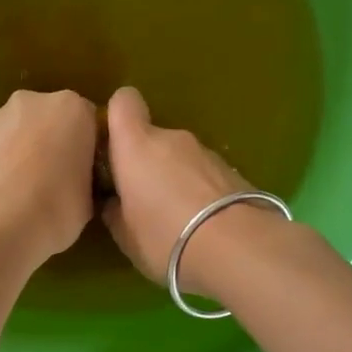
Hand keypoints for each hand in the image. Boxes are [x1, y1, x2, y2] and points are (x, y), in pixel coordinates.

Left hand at [0, 89, 97, 268]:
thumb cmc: (54, 210)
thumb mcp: (89, 200)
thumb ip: (84, 178)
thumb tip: (74, 183)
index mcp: (71, 109)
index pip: (87, 121)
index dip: (87, 149)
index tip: (85, 175)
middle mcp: (30, 103)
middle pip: (47, 120)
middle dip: (50, 144)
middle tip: (54, 183)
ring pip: (13, 134)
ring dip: (18, 155)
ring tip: (20, 197)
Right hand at [100, 87, 255, 294]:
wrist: (238, 248)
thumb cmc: (165, 237)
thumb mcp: (125, 236)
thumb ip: (114, 210)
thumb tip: (114, 201)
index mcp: (137, 145)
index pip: (123, 102)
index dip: (116, 117)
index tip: (112, 145)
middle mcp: (172, 138)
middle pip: (152, 138)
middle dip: (145, 162)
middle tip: (142, 200)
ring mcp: (206, 152)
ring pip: (179, 158)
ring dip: (174, 178)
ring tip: (177, 218)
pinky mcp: (234, 171)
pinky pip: (204, 174)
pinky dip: (199, 190)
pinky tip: (203, 223)